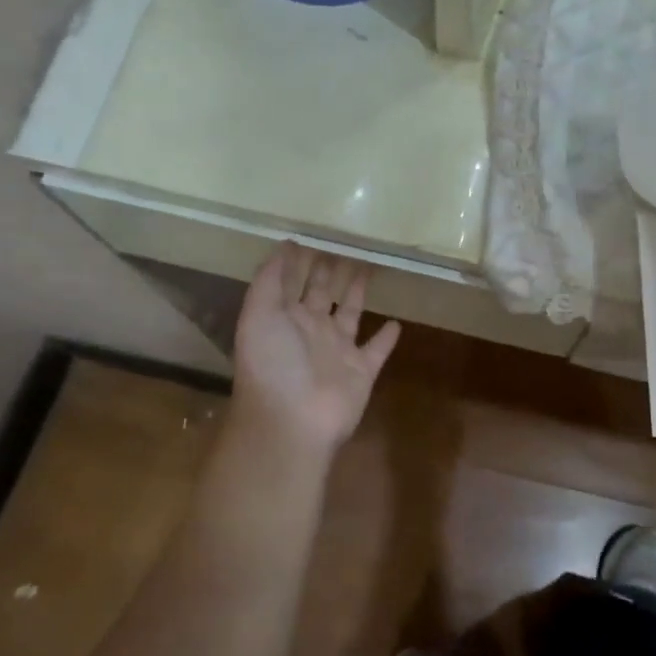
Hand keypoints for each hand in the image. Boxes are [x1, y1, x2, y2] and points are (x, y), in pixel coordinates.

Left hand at [228, 244, 400, 455]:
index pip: (292, 281)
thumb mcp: (259, 315)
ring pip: (351, 313)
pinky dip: (386, 338)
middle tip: (346, 241)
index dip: (300, 260)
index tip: (314, 233)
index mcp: (283, 318)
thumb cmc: (273, 364)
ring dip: (357, 292)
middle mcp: (310, 331)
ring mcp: (337, 351)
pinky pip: (377, 350)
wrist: (293, 421)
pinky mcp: (362, 371)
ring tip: (369, 267)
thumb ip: (269, 280)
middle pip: (322, 293)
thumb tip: (284, 245)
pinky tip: (396, 322)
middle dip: (329, 269)